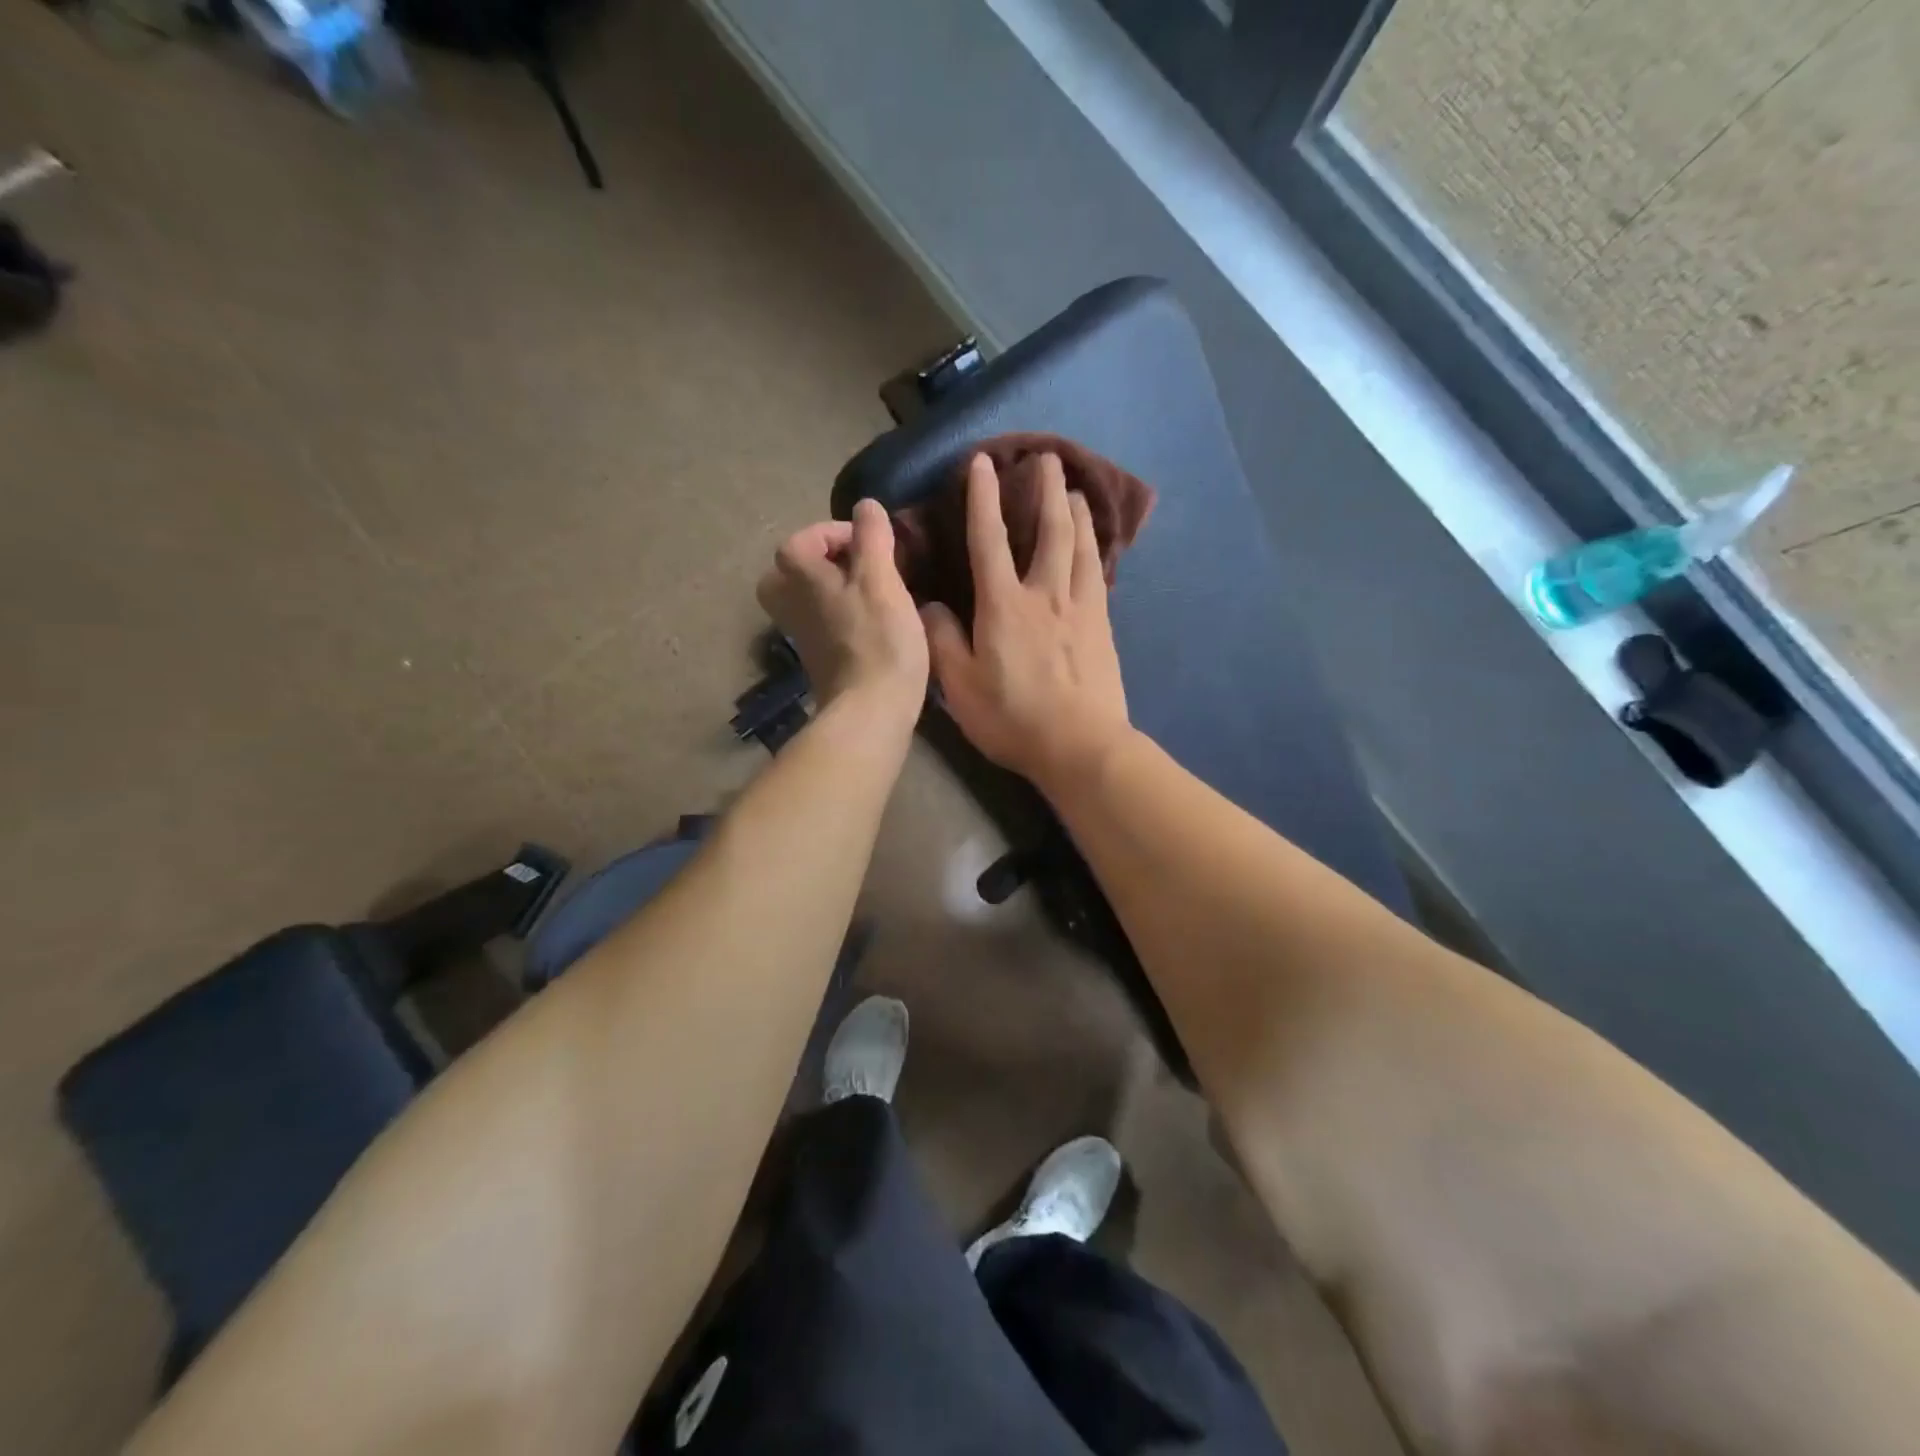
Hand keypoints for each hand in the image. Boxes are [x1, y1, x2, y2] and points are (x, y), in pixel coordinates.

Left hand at [758, 498, 928, 723]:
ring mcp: (798, 632)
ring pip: (808, 595)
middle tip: (865, 569)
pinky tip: (873, 624)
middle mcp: (786, 600)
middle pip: (798, 566)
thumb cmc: (878, 639)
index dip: (846, 534)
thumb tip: (865, 506)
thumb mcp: (881, 578)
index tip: (879, 549)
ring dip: (837, 588)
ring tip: (873, 595)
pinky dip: (841, 615)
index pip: (809, 535)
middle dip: (830, 562)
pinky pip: (822, 621)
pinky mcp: (816, 657)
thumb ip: (872, 536)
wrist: (871, 709)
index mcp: (795, 574)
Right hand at [922, 453, 1131, 795]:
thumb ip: (942, 640)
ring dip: (1078, 513)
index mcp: (1003, 605)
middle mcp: (1045, 594)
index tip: (982, 463)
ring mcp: (1081, 608)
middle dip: (1046, 490)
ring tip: (1076, 490)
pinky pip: (1099, 575)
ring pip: (1081, 547)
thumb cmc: (1013, 718)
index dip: (983, 498)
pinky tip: (1096, 546)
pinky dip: (1096, 550)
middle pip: (1049, 530)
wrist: (1080, 746)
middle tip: (1048, 457)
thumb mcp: (959, 686)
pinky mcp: (1103, 627)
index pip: (989, 539)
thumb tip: (930, 604)